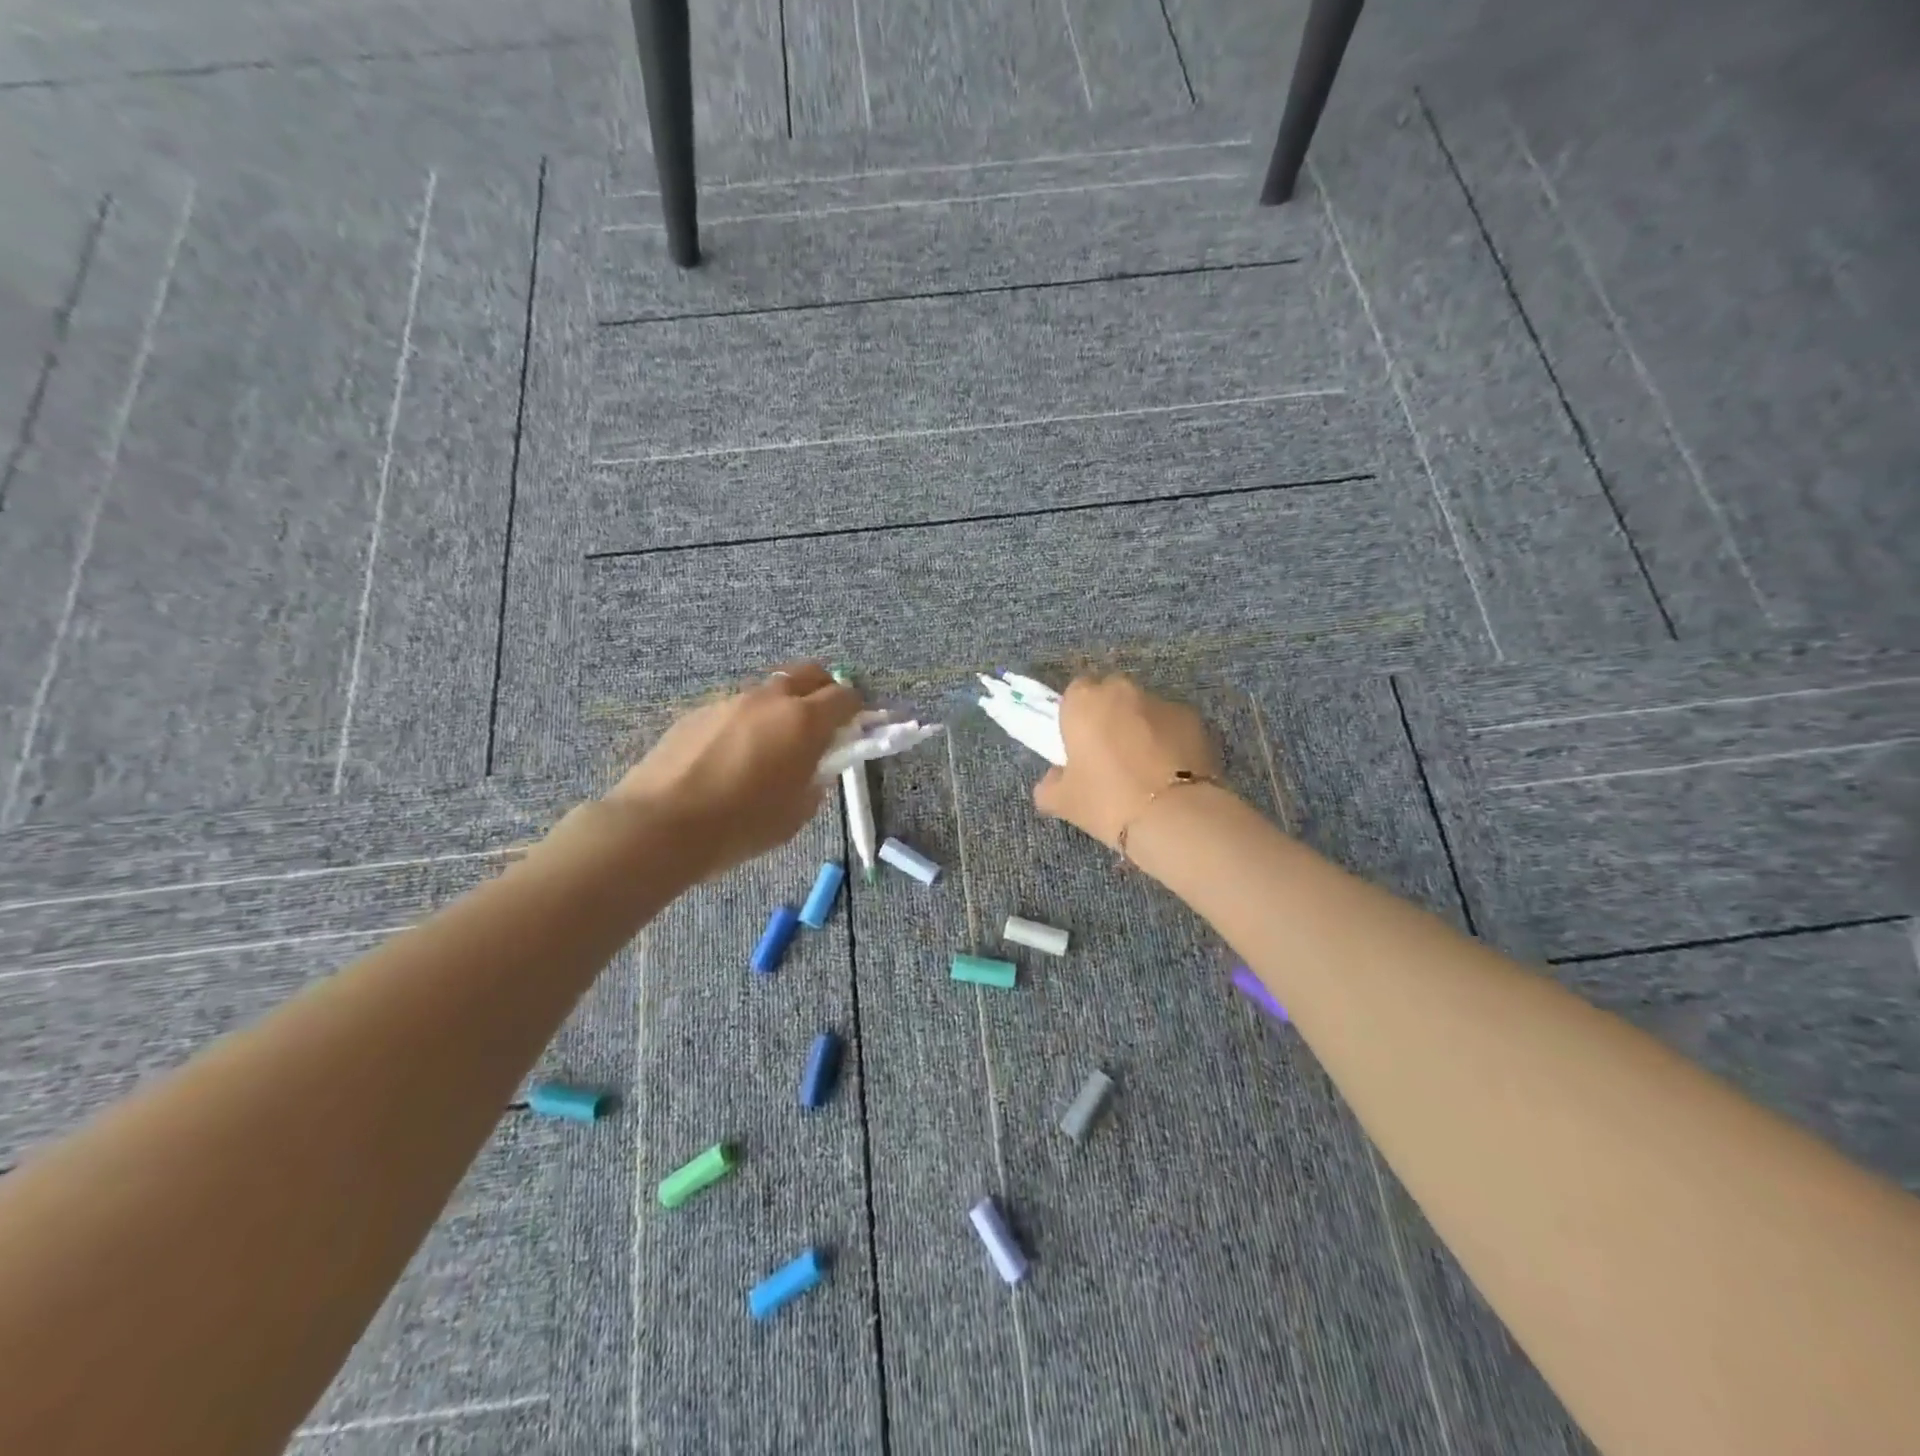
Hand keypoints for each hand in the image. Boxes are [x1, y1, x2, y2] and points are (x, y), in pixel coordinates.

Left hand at [609, 662, 860, 879]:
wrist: (661, 825)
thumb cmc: (740, 825)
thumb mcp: (795, 814)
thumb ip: (815, 782)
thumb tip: (815, 768)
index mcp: (803, 721)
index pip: (845, 697)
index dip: (856, 711)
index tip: (854, 729)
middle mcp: (770, 700)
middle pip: (809, 673)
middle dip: (823, 691)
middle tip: (822, 723)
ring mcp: (730, 701)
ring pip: (769, 691)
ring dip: (781, 708)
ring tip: (769, 748)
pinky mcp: (698, 712)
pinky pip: (736, 708)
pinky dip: (747, 723)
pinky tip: (730, 757)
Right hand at [1032, 674, 1221, 848]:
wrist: (1173, 816)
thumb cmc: (1107, 801)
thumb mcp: (1063, 801)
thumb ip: (1049, 785)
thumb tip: (1053, 780)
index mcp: (1084, 702)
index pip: (1075, 692)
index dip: (1076, 715)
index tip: (1079, 743)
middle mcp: (1122, 691)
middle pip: (1111, 694)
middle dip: (1110, 715)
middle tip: (1109, 754)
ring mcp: (1162, 702)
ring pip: (1144, 708)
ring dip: (1141, 727)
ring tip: (1145, 767)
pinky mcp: (1194, 719)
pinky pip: (1172, 724)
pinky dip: (1170, 739)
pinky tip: (1170, 771)